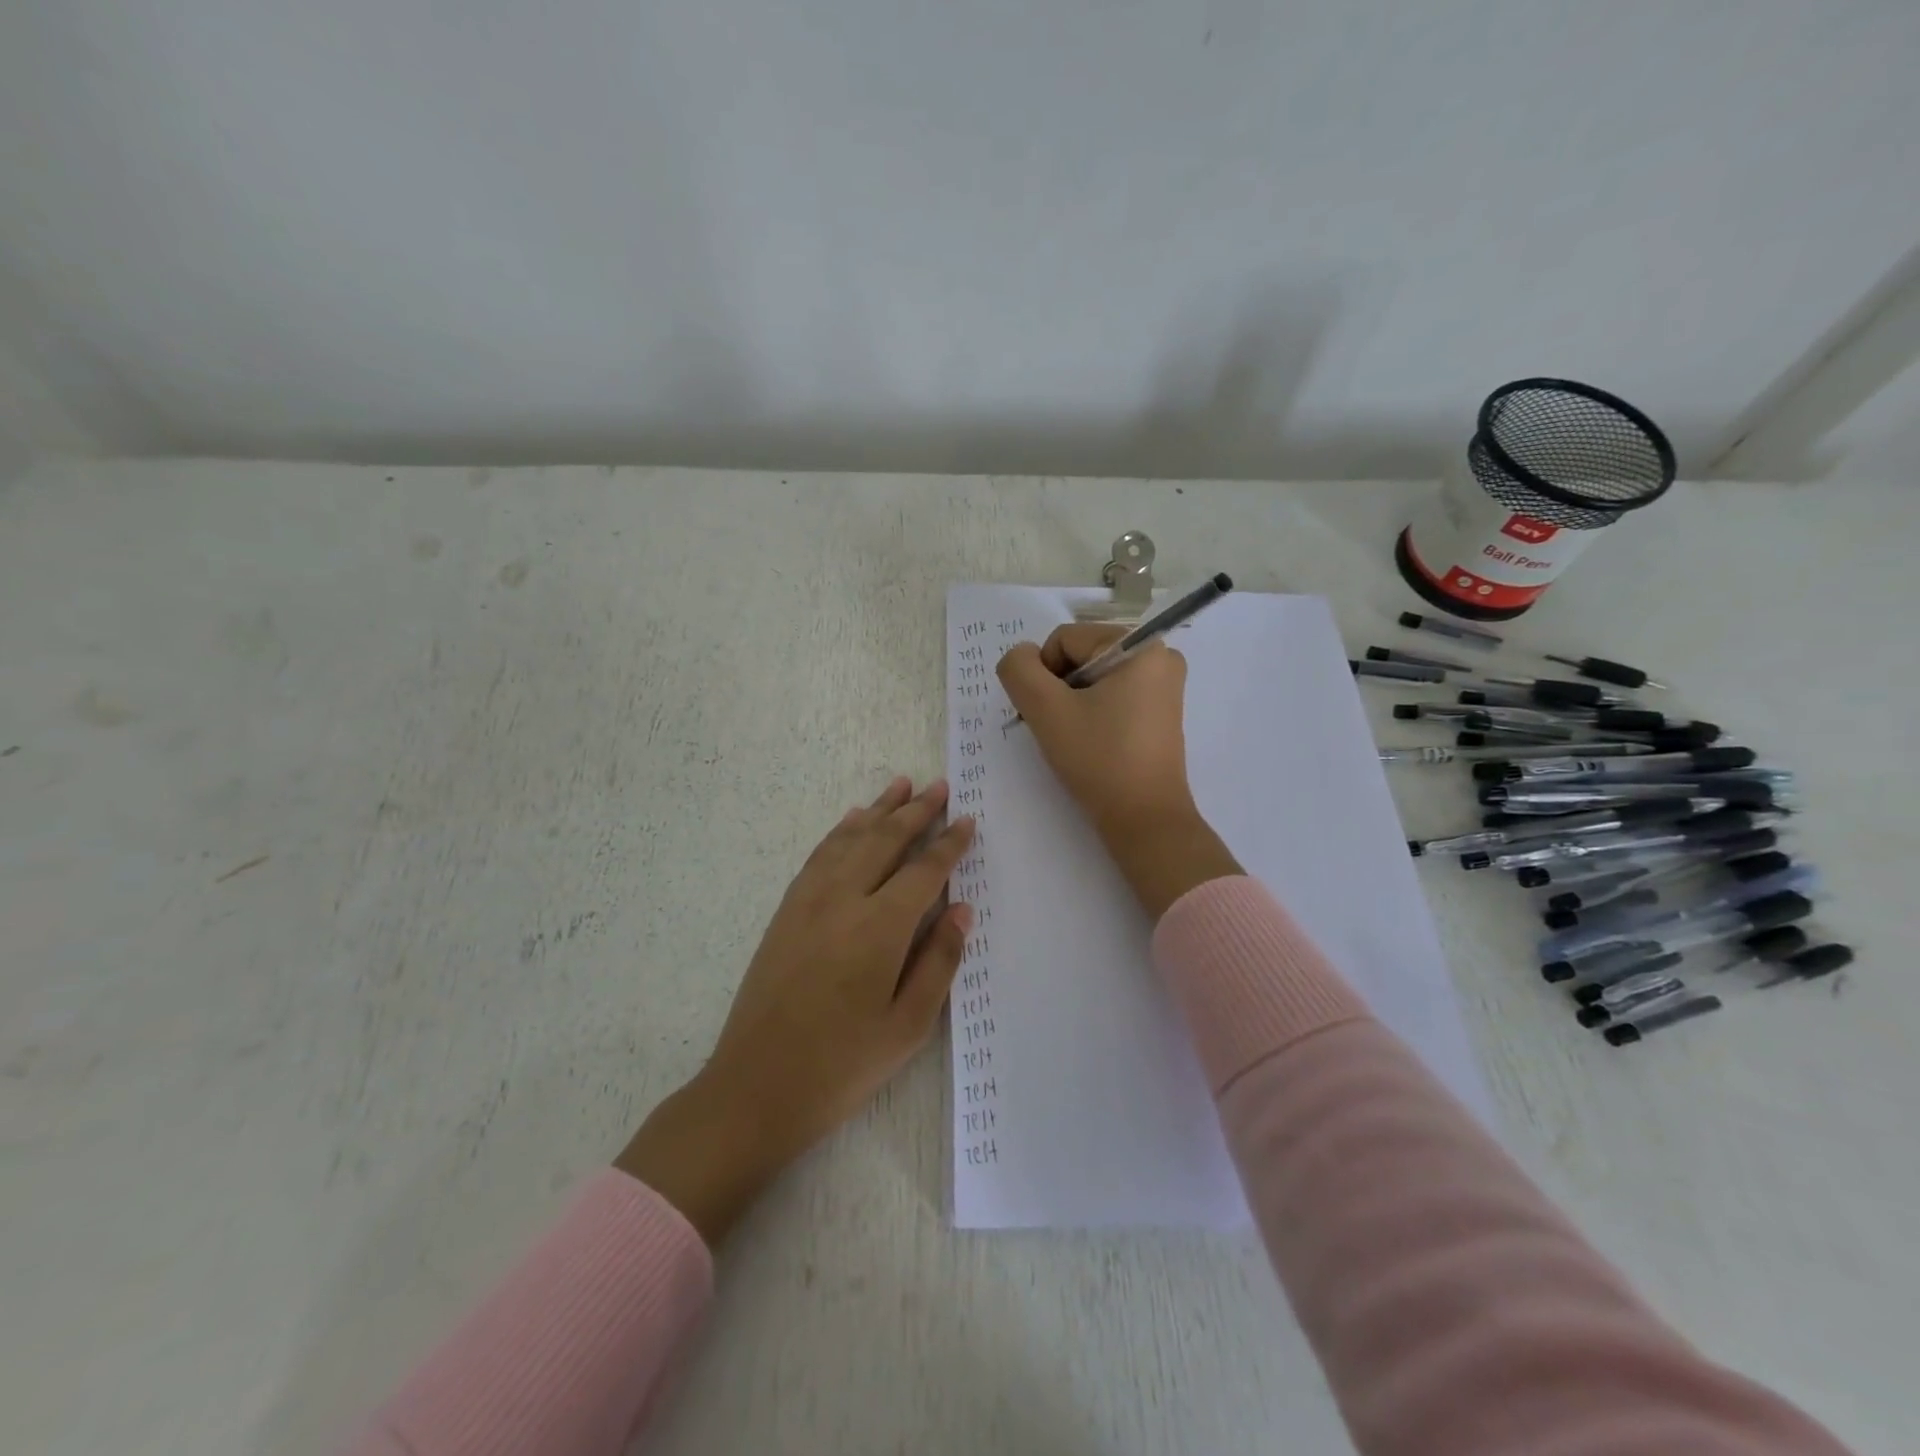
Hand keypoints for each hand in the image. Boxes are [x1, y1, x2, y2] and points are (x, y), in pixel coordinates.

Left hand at [616, 777, 974, 1244]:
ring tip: (900, 784)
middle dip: (916, 811)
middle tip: (939, 786)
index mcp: (880, 929)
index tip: (967, 820)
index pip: (923, 870)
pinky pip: (819, 855)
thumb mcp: (907, 1027)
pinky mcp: (786, 910)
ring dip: (878, 809)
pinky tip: (852, 820)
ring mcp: (808, 901)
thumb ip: (939, 962)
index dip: (948, 844)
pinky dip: (840, 831)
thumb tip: (961, 909)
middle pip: (885, 840)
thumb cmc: (842, 1065)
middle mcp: (843, 900)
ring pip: (850, 839)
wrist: (755, 1086)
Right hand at [997, 625, 1240, 919]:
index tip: (1046, 714)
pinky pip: (1112, 695)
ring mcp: (1164, 685)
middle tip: (1056, 728)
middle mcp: (1160, 655)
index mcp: (1140, 644)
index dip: (1043, 675)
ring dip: (1071, 703)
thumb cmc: (1098, 759)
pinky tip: (1090, 743)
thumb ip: (1019, 670)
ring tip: (1072, 739)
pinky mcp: (1161, 711)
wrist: (1144, 819)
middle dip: (1058, 689)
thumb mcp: (1046, 710)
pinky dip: (1092, 712)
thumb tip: (1021, 657)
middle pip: (1081, 655)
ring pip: (1093, 678)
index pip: (1064, 639)